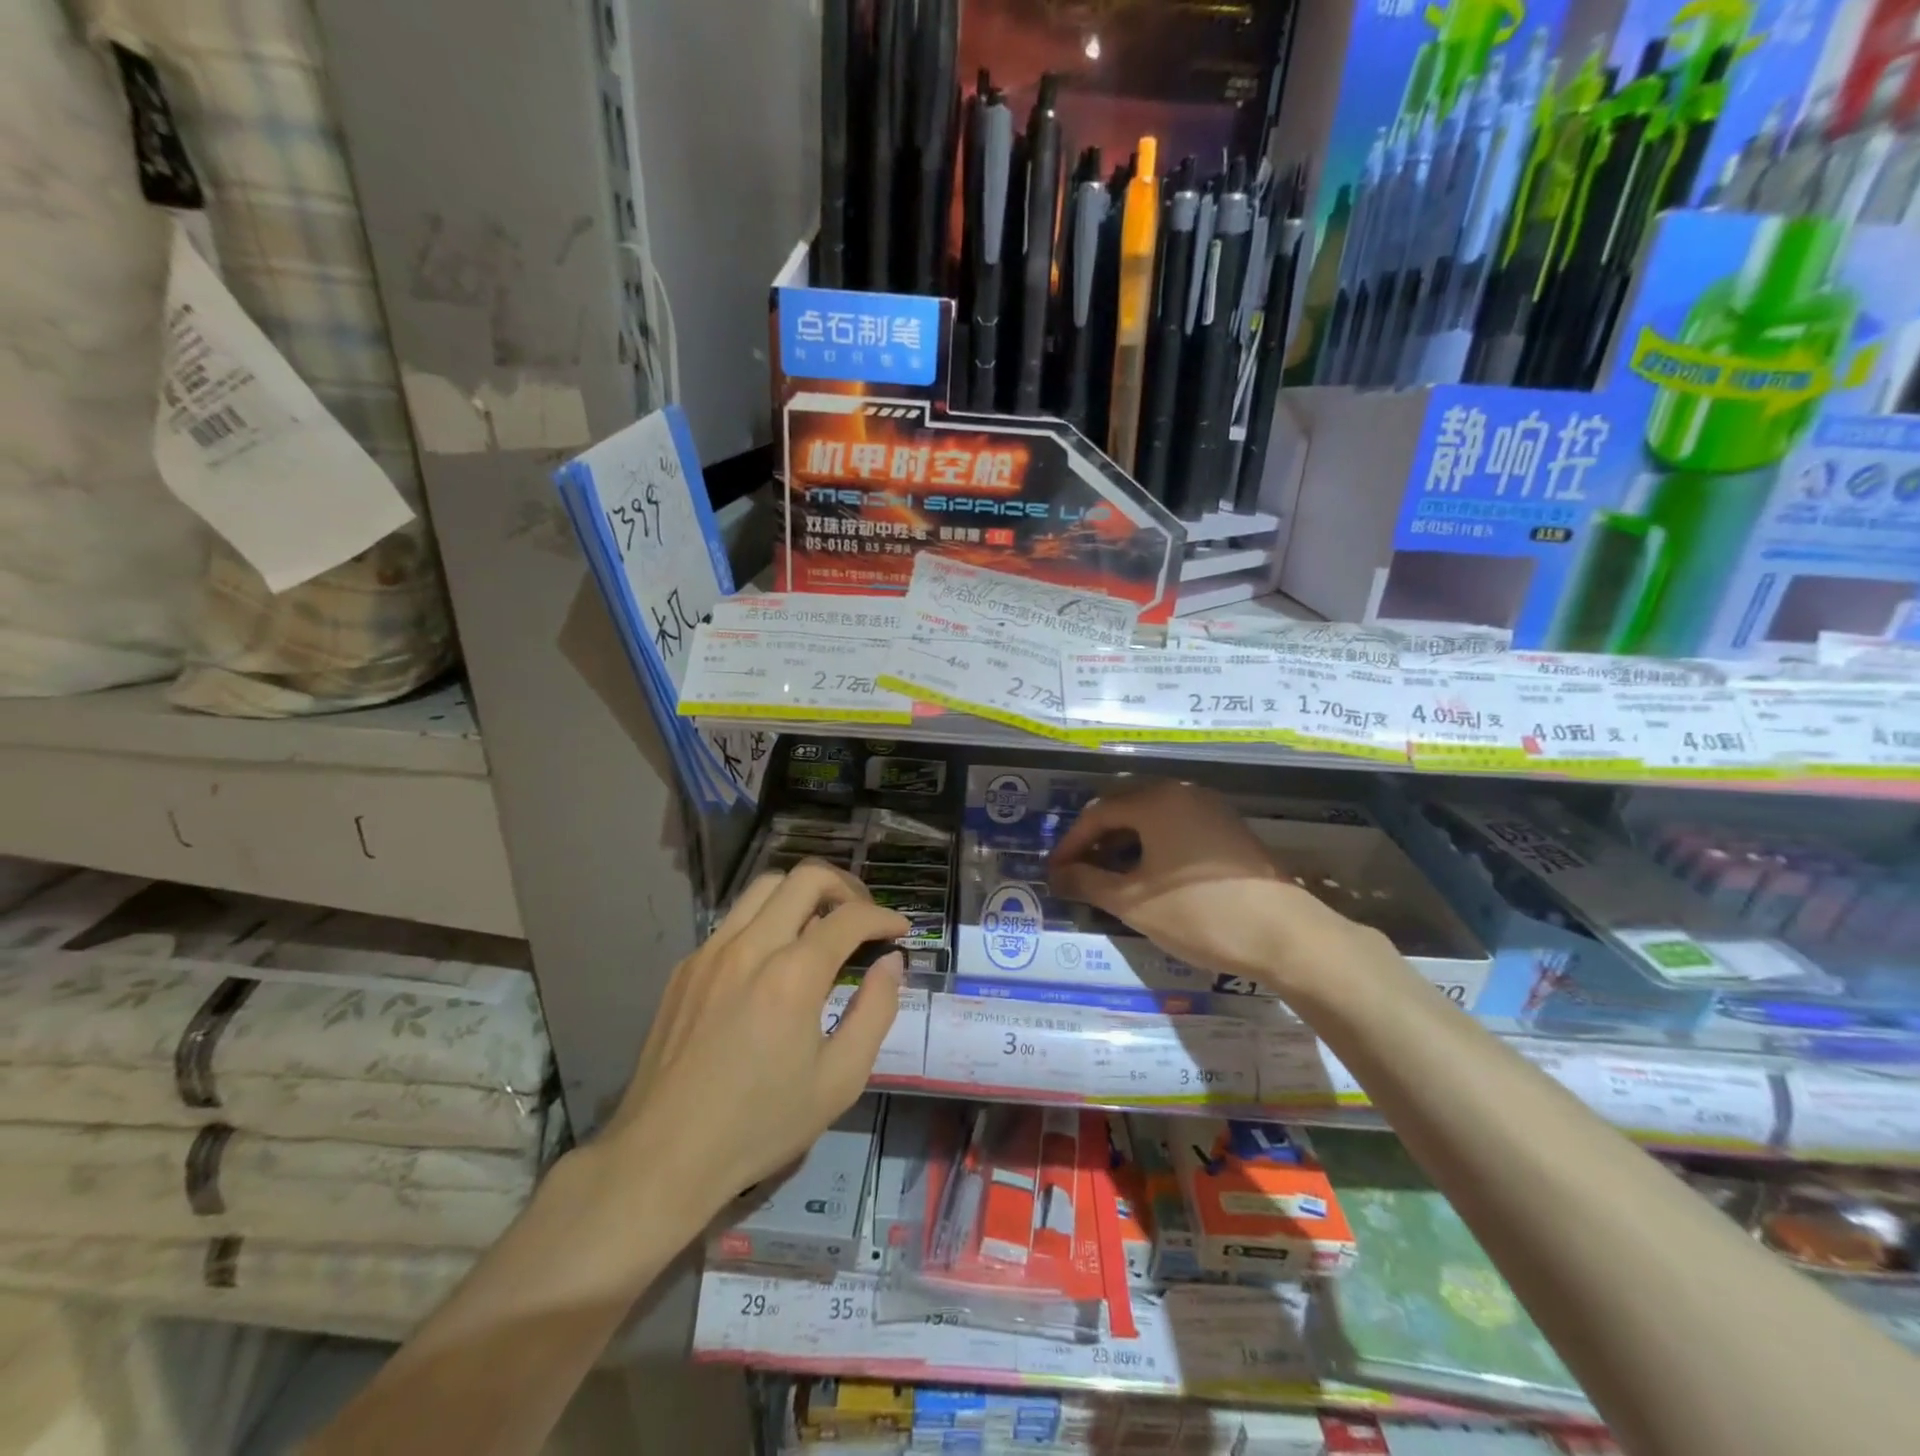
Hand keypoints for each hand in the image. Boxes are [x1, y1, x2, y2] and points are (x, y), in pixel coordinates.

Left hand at [595, 861, 907, 1243]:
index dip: (884, 916)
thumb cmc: (760, 1124)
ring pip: (765, 887)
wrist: (663, 1155)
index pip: (850, 917)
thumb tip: (890, 962)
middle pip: (805, 878)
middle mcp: (751, 946)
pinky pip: (735, 920)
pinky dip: (767, 921)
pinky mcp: (686, 966)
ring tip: (822, 925)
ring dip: (803, 894)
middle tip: (863, 917)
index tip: (900, 930)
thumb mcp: (839, 1080)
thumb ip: (875, 1011)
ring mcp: (711, 951)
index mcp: (792, 975)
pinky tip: (773, 961)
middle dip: (846, 888)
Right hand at [1047, 780, 1362, 990]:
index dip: (1071, 844)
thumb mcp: (1133, 902)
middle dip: (1096, 840)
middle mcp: (1182, 793)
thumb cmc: (1199, 913)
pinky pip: (1177, 827)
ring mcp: (1210, 809)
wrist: (1285, 935)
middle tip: (1078, 872)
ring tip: (1110, 877)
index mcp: (1156, 801)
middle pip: (1124, 808)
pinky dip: (1153, 846)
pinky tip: (1149, 876)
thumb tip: (1057, 875)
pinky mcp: (1229, 830)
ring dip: (1124, 844)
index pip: (1097, 813)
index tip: (1055, 872)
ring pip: (1152, 818)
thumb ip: (1088, 882)